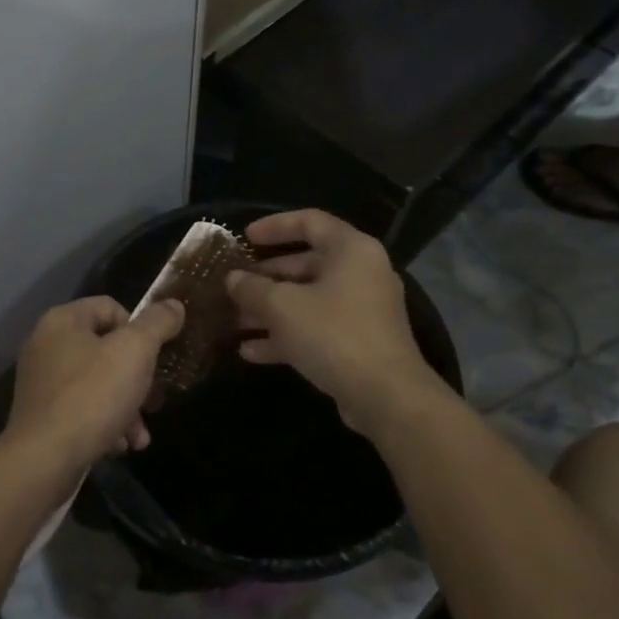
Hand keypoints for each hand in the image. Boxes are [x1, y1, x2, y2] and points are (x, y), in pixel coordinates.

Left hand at [3, 297, 185, 467]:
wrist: (44, 459)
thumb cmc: (92, 396)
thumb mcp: (135, 352)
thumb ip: (157, 324)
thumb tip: (173, 305)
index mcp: (63, 320)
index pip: (111, 307)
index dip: (139, 330)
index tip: (154, 358)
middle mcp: (46, 345)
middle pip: (106, 349)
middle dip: (137, 378)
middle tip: (153, 402)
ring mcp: (40, 381)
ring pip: (97, 383)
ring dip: (126, 407)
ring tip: (139, 436)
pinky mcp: (41, 414)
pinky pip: (81, 409)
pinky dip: (104, 423)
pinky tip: (120, 445)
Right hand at [227, 210, 448, 435]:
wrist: (386, 397)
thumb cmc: (334, 334)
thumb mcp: (282, 307)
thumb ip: (252, 288)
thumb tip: (232, 278)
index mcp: (351, 250)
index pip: (310, 221)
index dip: (274, 226)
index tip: (244, 237)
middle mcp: (360, 273)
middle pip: (306, 264)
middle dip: (265, 277)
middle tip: (233, 286)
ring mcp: (361, 310)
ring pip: (308, 300)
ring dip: (270, 310)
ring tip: (234, 321)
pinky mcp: (358, 342)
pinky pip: (316, 328)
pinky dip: (286, 335)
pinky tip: (250, 351)